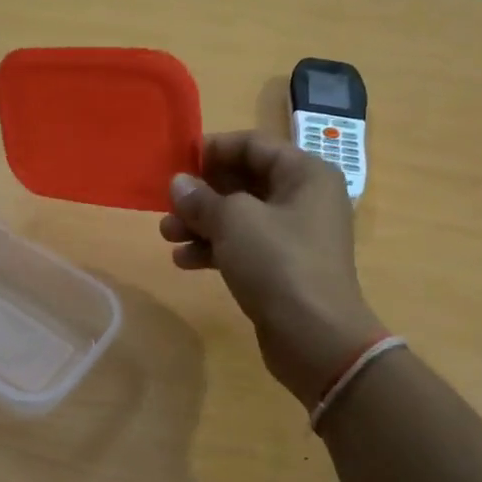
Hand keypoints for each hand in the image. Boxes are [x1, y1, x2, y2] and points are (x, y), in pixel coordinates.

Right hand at [160, 132, 384, 407]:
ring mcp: (294, 236)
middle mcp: (303, 198)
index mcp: (304, 173)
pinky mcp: (282, 268)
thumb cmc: (278, 263)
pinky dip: (214, 249)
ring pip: (239, 217)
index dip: (213, 149)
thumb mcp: (234, 222)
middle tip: (167, 204)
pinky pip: (243, 246)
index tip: (177, 162)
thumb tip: (178, 184)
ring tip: (167, 235)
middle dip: (202, 192)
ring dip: (201, 223)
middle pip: (244, 181)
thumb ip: (202, 198)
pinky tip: (183, 261)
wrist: (315, 337)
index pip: (254, 144)